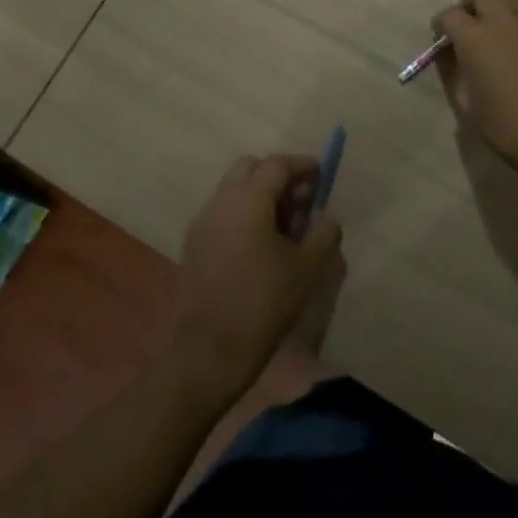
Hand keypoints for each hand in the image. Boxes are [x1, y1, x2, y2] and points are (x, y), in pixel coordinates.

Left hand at [168, 155, 343, 404]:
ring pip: (234, 190)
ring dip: (259, 196)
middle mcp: (221, 201)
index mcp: (248, 198)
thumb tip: (323, 215)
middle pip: (250, 168)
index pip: (277, 164)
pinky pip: (222, 212)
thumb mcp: (307, 267)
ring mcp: (202, 222)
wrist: (208, 352)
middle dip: (277, 176)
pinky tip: (260, 245)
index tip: (320, 175)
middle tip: (301, 200)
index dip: (302, 165)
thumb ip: (323, 232)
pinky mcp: (193, 244)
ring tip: (284, 227)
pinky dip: (243, 214)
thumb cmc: (263, 303)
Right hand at [433, 0, 517, 182]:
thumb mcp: (467, 106)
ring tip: (502, 39)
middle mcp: (504, 19)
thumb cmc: (509, 126)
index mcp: (475, 37)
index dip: (442, 26)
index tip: (443, 41)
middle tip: (472, 31)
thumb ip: (452, 73)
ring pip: (511, 1)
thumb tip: (448, 55)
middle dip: (472, 7)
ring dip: (500, 13)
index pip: (450, 14)